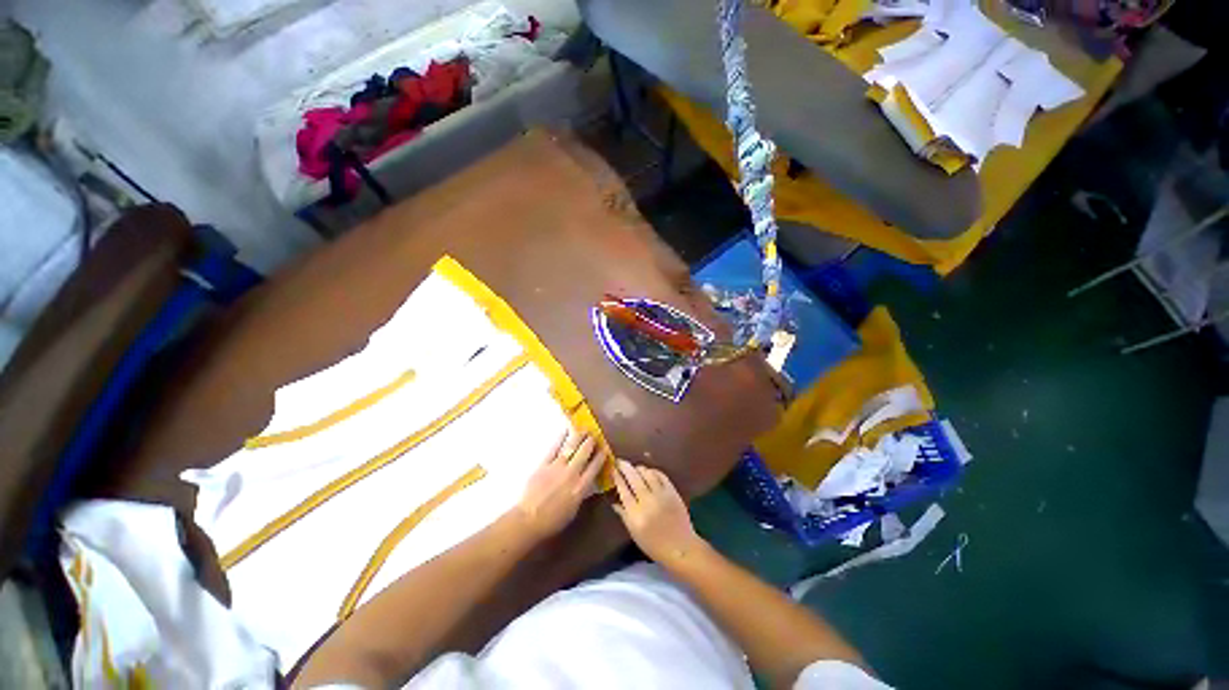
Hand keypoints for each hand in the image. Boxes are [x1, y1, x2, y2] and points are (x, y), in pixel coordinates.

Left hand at [515, 429, 605, 539]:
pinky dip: (561, 438)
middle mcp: (572, 473)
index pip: (595, 467)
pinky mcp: (544, 464)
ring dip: (579, 437)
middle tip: (594, 435)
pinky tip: (566, 431)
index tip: (605, 448)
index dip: (601, 456)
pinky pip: (554, 448)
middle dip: (591, 442)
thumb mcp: (574, 509)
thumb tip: (587, 481)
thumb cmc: (553, 520)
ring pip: (571, 447)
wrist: (529, 520)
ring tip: (584, 430)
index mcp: (581, 487)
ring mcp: (557, 467)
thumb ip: (582, 492)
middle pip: (584, 453)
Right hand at [612, 460, 704, 565]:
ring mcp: (661, 495)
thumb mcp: (634, 533)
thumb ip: (624, 515)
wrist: (681, 548)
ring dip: (639, 468)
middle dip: (625, 467)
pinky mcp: (672, 492)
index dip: (617, 478)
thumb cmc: (654, 545)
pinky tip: (649, 472)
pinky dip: (653, 471)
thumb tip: (614, 501)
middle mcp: (647, 502)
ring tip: (634, 468)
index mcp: (635, 514)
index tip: (613, 470)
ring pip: (647, 473)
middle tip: (620, 462)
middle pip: (634, 478)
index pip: (623, 490)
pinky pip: (661, 475)